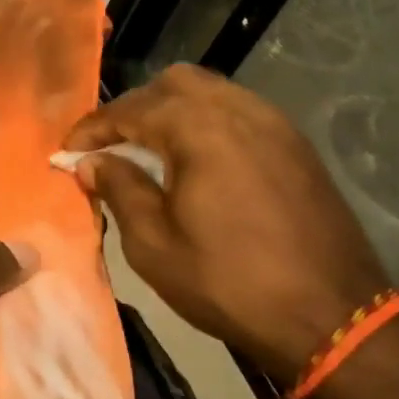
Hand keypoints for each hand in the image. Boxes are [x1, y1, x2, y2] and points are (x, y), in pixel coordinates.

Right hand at [64, 65, 388, 388]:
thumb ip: (119, 190)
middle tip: (113, 147)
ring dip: (172, 111)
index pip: (131, 110)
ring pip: (211, 91)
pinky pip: (240, 111)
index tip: (68, 154)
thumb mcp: (154, 244)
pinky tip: (199, 161)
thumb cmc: (229, 283)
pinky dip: (208, 122)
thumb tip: (90, 162)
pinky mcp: (295, 144)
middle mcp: (238, 110)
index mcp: (199, 129)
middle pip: (173, 83)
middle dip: (135, 108)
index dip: (93, 129)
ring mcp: (274, 123)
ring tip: (153, 151)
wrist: (330, 315)